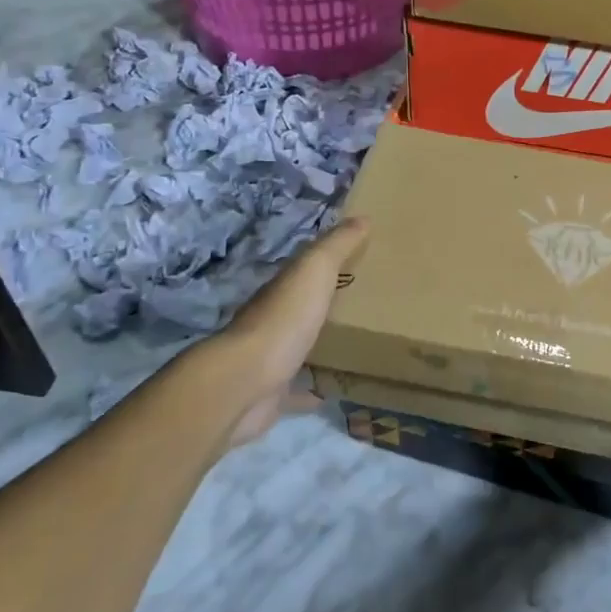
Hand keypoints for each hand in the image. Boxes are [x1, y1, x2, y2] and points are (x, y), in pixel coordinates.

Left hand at [218, 217, 369, 446]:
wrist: (245, 384)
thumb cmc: (283, 321)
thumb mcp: (314, 272)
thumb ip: (336, 246)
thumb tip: (362, 217)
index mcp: (282, 290)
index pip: (305, 270)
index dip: (329, 262)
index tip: (359, 259)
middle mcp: (273, 321)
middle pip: (303, 308)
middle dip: (326, 304)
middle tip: (365, 304)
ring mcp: (271, 359)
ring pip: (300, 347)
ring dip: (321, 345)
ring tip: (357, 345)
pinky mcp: (274, 395)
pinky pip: (299, 390)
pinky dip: (314, 390)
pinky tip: (334, 390)